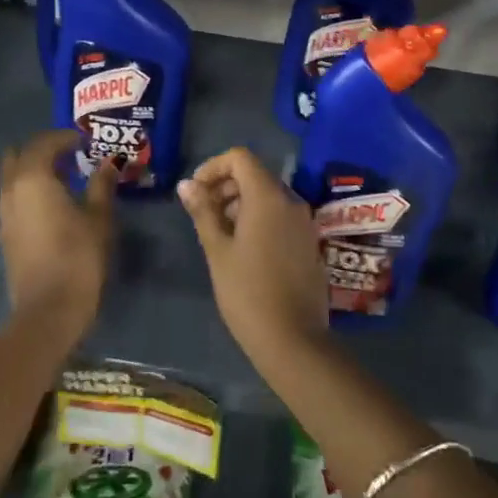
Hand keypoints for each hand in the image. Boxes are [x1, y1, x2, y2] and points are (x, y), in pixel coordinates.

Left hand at [0, 131, 114, 342]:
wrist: (48, 311)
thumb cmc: (78, 257)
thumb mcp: (99, 217)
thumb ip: (102, 185)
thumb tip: (109, 163)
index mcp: (33, 179)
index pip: (44, 143)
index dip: (65, 137)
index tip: (86, 142)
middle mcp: (11, 190)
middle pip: (20, 156)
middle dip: (43, 151)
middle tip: (71, 156)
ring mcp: (4, 214)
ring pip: (13, 178)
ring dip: (35, 171)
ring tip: (66, 179)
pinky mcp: (6, 235)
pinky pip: (15, 199)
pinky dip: (31, 192)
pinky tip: (55, 205)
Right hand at [177, 147, 326, 367]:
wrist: (293, 339)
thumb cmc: (247, 292)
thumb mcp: (217, 250)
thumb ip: (203, 211)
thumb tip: (187, 184)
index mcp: (268, 197)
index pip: (240, 158)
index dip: (213, 167)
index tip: (196, 192)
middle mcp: (291, 201)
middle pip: (255, 175)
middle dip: (225, 187)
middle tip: (202, 215)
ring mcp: (304, 222)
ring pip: (268, 196)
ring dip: (240, 204)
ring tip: (219, 235)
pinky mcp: (309, 242)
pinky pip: (281, 216)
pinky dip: (259, 219)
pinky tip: (243, 249)